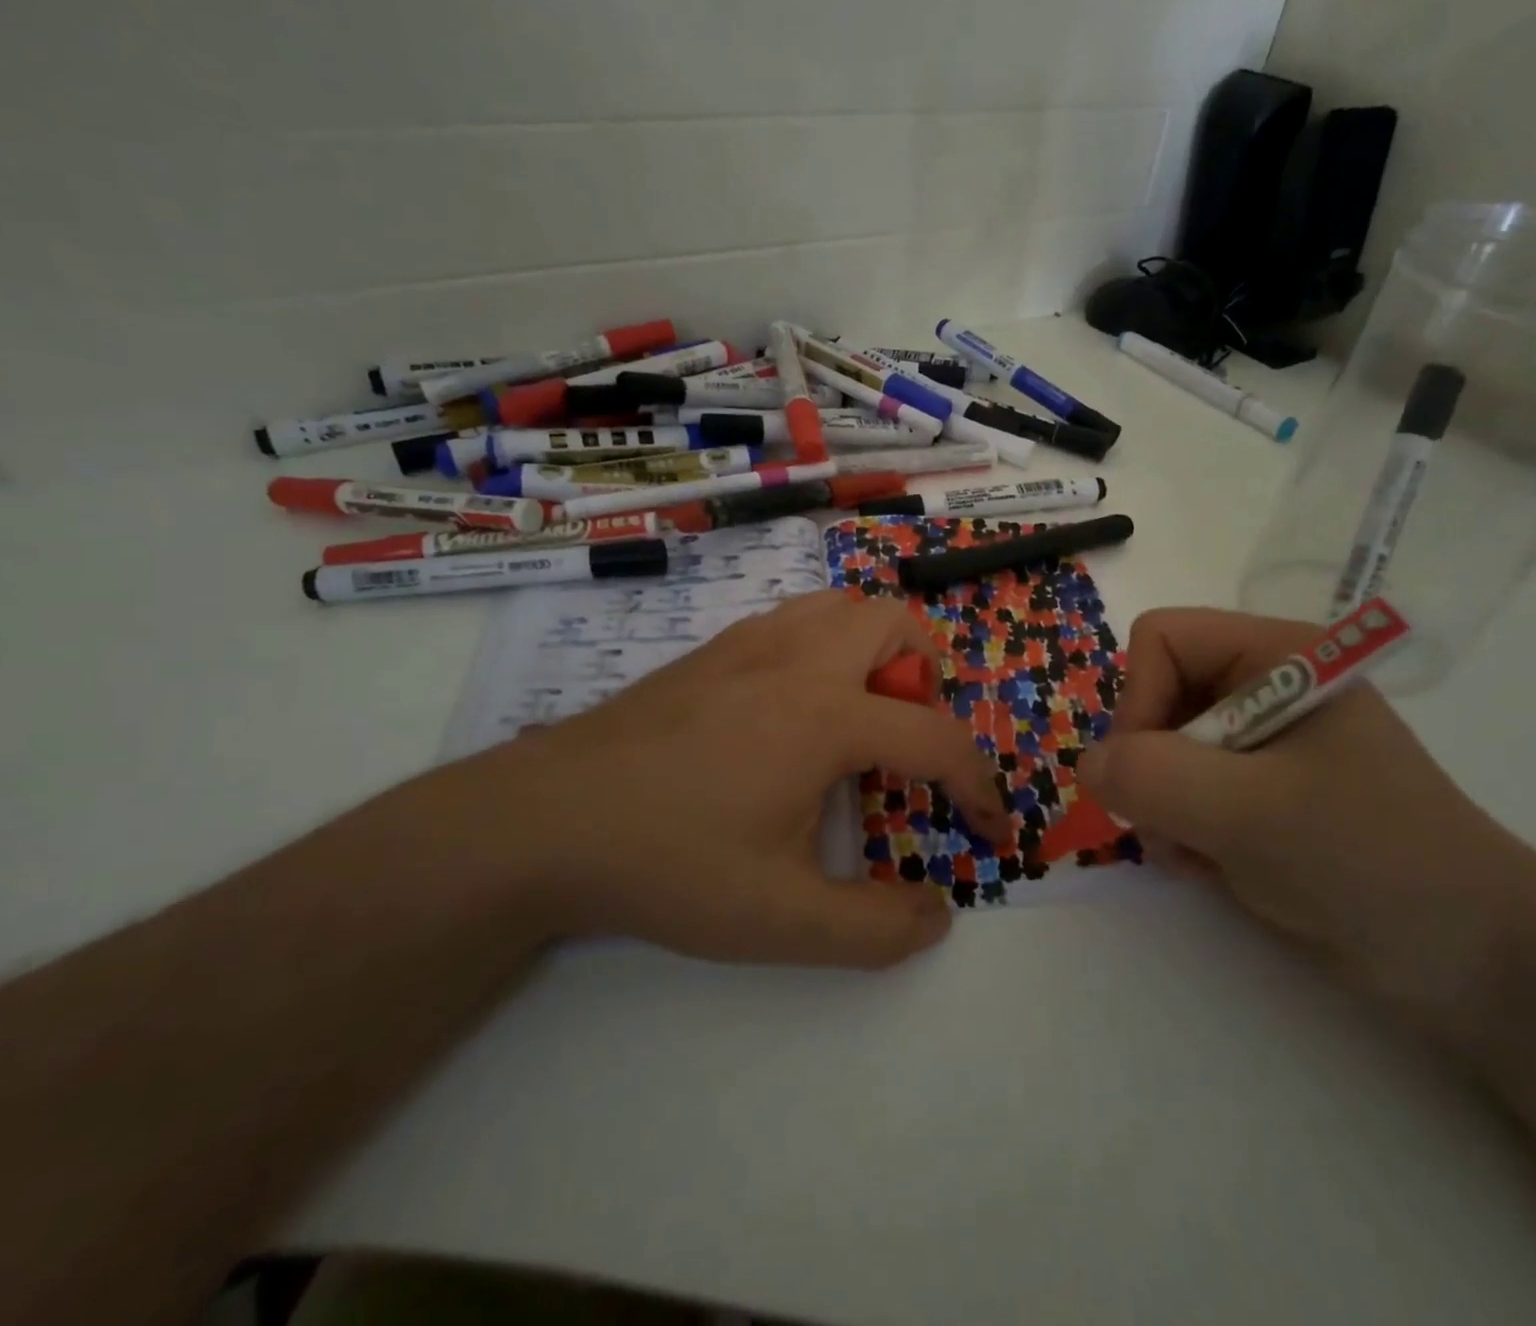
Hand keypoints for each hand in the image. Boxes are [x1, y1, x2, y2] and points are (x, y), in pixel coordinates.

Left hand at [402, 592, 1007, 968]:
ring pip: (843, 606)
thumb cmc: (669, 864)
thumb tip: (936, 916)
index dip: (978, 785)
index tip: (990, 827)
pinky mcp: (714, 648)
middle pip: (897, 622)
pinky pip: (798, 619)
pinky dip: (827, 646)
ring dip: (877, 650)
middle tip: (905, 742)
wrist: (545, 820)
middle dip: (929, 678)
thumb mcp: (780, 921)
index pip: (936, 738)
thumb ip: (874, 929)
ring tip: (858, 715)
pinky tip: (793, 709)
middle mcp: (798, 659)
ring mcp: (750, 643)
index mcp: (826, 715)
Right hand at [1079, 609, 1515, 1010]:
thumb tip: (1087, 765)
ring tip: (1199, 855)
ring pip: (1160, 750)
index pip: (1161, 640)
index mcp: (1277, 655)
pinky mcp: (1257, 794)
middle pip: (1155, 695)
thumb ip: (1156, 777)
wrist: (1476, 964)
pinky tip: (1215, 868)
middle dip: (1151, 765)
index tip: (1152, 772)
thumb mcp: (1255, 813)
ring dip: (1162, 807)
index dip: (1140, 699)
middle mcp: (1263, 688)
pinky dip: (1181, 832)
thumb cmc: (1373, 862)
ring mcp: (1260, 744)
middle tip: (1172, 825)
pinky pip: (1181, 791)